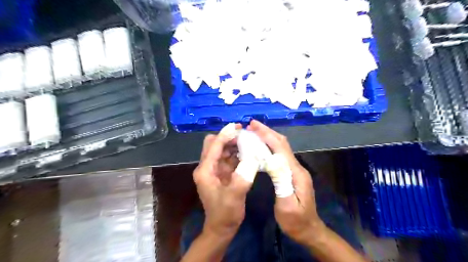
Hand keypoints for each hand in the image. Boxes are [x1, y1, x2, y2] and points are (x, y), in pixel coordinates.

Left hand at [195, 124, 257, 236]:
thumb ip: (242, 177)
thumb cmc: (225, 214)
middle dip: (228, 137)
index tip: (238, 126)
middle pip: (214, 144)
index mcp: (205, 170)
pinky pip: (228, 159)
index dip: (225, 134)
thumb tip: (252, 158)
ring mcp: (214, 170)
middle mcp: (207, 167)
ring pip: (222, 150)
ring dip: (233, 144)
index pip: (214, 146)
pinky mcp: (221, 174)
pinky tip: (248, 153)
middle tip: (244, 135)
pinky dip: (236, 154)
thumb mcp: (234, 197)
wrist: (221, 228)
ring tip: (248, 141)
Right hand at [248, 121, 325, 244]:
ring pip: (281, 148)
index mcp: (295, 173)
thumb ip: (281, 182)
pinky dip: (270, 147)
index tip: (253, 126)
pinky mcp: (291, 173)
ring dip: (269, 137)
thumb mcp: (287, 206)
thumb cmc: (296, 221)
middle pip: (282, 144)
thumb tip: (272, 160)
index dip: (267, 135)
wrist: (309, 230)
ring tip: (254, 133)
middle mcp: (296, 167)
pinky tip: (261, 148)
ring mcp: (295, 170)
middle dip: (267, 132)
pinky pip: (280, 155)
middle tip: (252, 125)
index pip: (280, 148)